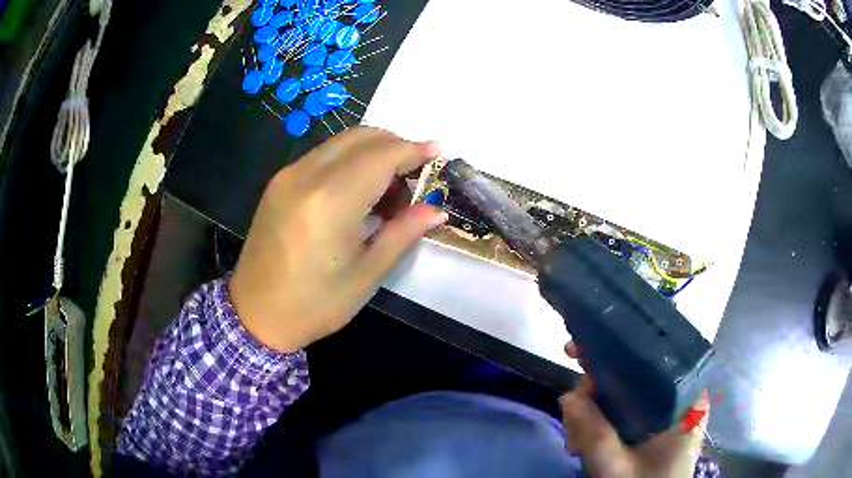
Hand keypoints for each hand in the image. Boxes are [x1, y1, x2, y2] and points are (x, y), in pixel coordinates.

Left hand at [230, 128, 446, 352]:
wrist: (255, 314)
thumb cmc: (313, 304)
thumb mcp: (366, 275)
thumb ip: (403, 234)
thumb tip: (437, 210)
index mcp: (329, 202)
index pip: (381, 156)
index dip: (414, 150)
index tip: (439, 152)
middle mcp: (305, 176)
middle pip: (362, 137)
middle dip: (395, 147)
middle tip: (415, 179)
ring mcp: (288, 175)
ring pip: (342, 142)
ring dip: (373, 154)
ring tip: (388, 194)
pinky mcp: (279, 182)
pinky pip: (323, 156)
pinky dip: (350, 162)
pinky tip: (358, 194)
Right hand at [560, 342, 708, 477]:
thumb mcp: (618, 467)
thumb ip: (596, 435)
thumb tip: (568, 396)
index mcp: (685, 399)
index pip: (654, 357)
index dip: (618, 350)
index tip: (582, 352)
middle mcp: (676, 399)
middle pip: (632, 375)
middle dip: (594, 392)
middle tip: (571, 406)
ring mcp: (661, 414)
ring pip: (620, 396)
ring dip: (590, 415)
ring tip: (574, 444)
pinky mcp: (649, 427)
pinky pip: (619, 414)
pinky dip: (597, 426)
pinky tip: (580, 445)